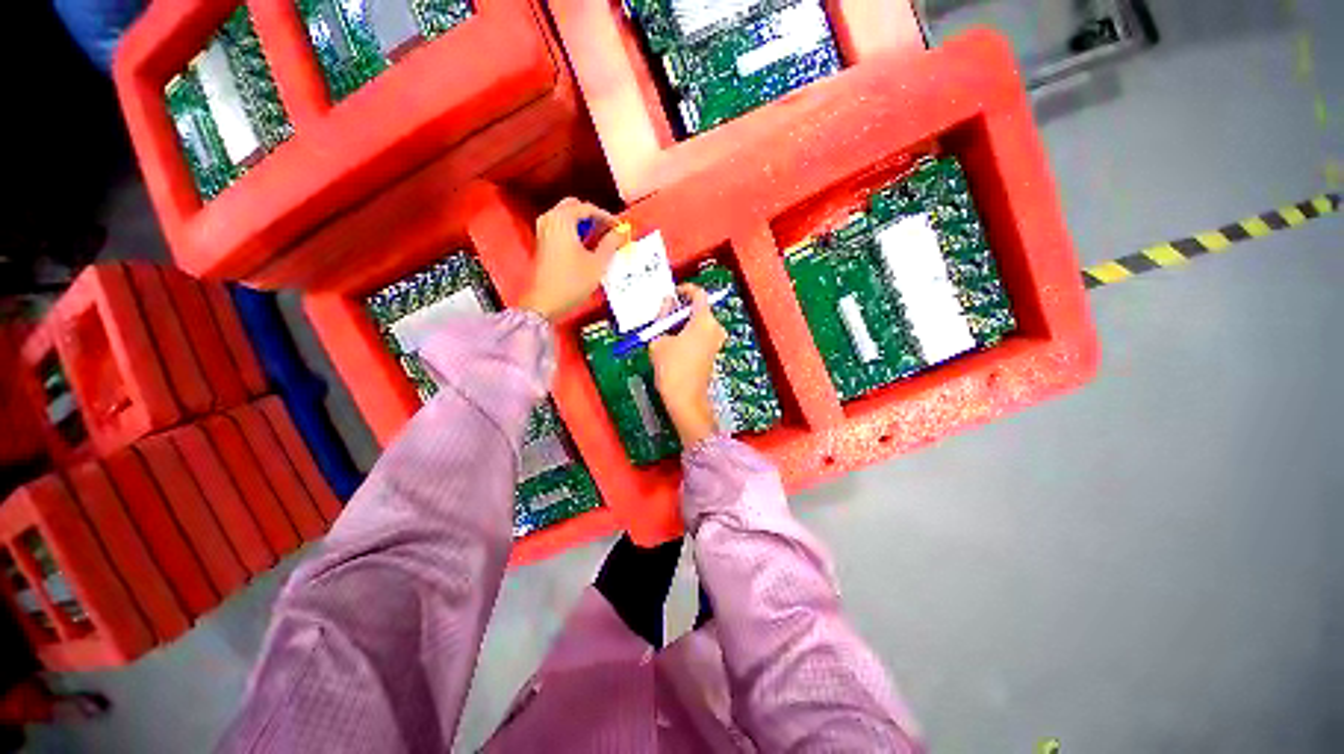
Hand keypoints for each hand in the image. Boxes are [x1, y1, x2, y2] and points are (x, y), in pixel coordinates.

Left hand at [518, 198, 628, 320]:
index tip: (619, 228)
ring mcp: (543, 230)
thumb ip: (610, 244)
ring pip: (565, 216)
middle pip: (573, 207)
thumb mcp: (597, 264)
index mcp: (562, 220)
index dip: (606, 216)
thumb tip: (620, 232)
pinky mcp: (541, 242)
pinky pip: (559, 226)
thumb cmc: (573, 282)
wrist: (545, 302)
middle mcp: (549, 219)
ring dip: (582, 223)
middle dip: (592, 216)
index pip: (587, 208)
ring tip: (599, 238)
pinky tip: (585, 245)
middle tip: (608, 230)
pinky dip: (573, 230)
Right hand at [649, 284, 727, 446]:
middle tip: (663, 314)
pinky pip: (702, 335)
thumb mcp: (659, 340)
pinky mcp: (714, 353)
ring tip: (665, 330)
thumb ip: (663, 317)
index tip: (672, 293)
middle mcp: (716, 328)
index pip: (699, 293)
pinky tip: (674, 343)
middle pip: (700, 309)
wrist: (685, 400)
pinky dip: (689, 333)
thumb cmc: (671, 368)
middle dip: (681, 309)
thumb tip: (667, 304)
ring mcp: (717, 342)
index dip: (685, 289)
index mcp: (704, 320)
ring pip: (700, 323)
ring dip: (684, 322)